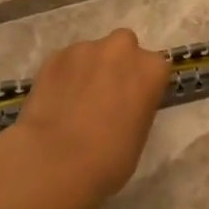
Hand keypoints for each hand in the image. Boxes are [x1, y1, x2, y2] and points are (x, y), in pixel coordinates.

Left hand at [9, 29, 170, 206]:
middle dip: (117, 64)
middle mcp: (121, 49)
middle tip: (106, 94)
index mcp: (151, 69)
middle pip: (124, 46)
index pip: (155, 68)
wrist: (55, 161)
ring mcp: (84, 49)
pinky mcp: (54, 56)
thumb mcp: (140, 134)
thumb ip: (137, 106)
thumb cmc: (109, 159)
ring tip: (75, 100)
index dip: (143, 84)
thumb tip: (123, 105)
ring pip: (91, 52)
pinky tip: (55, 101)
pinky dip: (64, 75)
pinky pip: (65, 62)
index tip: (134, 102)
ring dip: (89, 68)